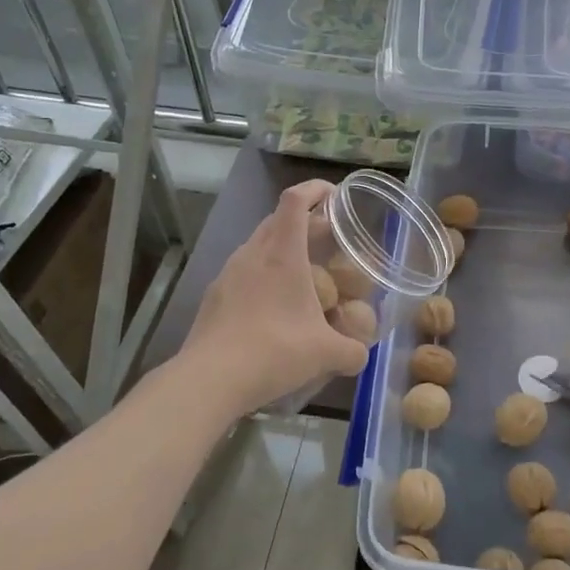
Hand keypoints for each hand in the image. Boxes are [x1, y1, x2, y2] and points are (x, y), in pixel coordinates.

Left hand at [179, 180, 370, 415]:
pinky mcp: (213, 297)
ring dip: (281, 250)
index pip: (295, 200)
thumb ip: (353, 351)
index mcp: (282, 253)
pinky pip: (243, 274)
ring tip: (303, 276)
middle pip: (277, 220)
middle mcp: (253, 254)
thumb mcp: (326, 354)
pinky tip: (273, 309)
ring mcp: (228, 274)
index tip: (334, 195)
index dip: (315, 189)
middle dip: (304, 222)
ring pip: (258, 246)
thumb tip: (360, 354)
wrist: (209, 380)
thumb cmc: (274, 352)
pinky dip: (262, 278)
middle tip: (328, 240)